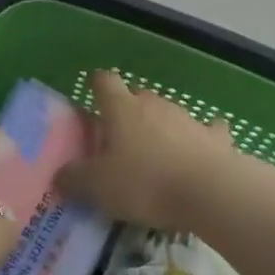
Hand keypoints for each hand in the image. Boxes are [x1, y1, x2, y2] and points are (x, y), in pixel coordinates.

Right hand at [55, 70, 234, 231]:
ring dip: (159, 127)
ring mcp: (187, 118)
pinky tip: (199, 149)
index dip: (97, 85)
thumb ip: (74, 178)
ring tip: (154, 155)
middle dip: (127, 112)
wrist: (210, 192)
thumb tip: (59, 175)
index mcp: (121, 108)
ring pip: (167, 113)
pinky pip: (206, 130)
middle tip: (118, 139)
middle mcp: (153, 104)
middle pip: (136, 96)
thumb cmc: (145, 182)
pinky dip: (200, 137)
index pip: (105, 81)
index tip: (92, 93)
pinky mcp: (215, 137)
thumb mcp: (97, 186)